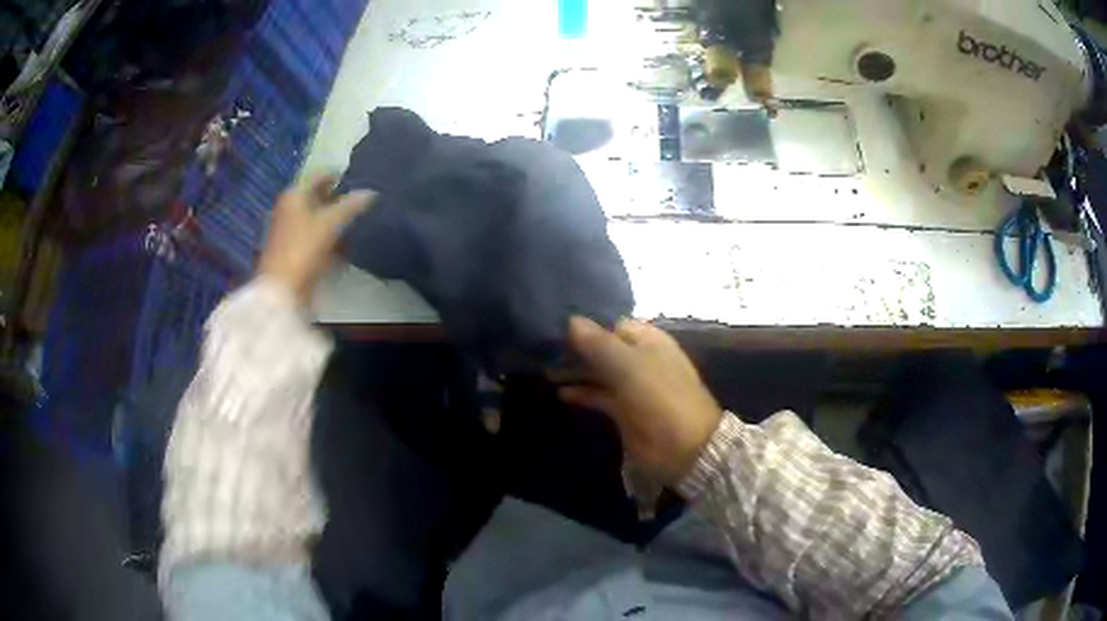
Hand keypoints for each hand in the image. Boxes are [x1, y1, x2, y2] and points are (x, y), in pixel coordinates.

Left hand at [258, 174, 371, 301]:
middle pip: (320, 197)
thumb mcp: (331, 222)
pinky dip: (331, 237)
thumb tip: (372, 192)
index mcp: (295, 194)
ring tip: (360, 222)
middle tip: (365, 203)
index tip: (363, 181)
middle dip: (341, 200)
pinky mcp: (295, 249)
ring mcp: (291, 229)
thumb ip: (352, 205)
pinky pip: (317, 235)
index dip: (342, 176)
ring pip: (319, 217)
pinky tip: (348, 243)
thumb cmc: (304, 248)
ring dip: (338, 220)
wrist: (283, 289)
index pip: (322, 175)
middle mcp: (290, 206)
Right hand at [559, 317, 723, 485]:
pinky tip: (560, 393)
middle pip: (603, 348)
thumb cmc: (660, 397)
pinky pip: (599, 395)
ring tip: (547, 371)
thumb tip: (570, 320)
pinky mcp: (624, 410)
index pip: (612, 325)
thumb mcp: (629, 366)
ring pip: (599, 372)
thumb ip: (598, 343)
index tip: (556, 328)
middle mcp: (639, 359)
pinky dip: (582, 393)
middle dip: (577, 349)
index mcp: (648, 341)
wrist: (685, 447)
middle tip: (544, 351)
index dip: (587, 326)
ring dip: (576, 371)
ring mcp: (632, 386)